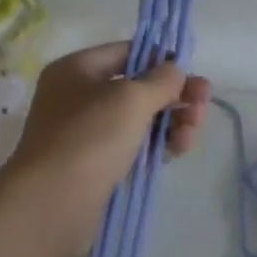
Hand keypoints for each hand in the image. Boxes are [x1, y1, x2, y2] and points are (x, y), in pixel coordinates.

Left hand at [3, 42, 210, 256]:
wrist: (53, 203)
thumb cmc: (89, 138)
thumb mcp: (131, 99)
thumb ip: (161, 80)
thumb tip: (175, 70)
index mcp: (77, 70)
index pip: (127, 52)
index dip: (161, 59)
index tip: (191, 73)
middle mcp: (79, 98)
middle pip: (138, 88)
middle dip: (174, 95)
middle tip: (203, 106)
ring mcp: (88, 134)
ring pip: (141, 120)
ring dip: (172, 122)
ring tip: (192, 134)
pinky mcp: (99, 165)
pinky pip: (135, 147)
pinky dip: (159, 146)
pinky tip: (178, 150)